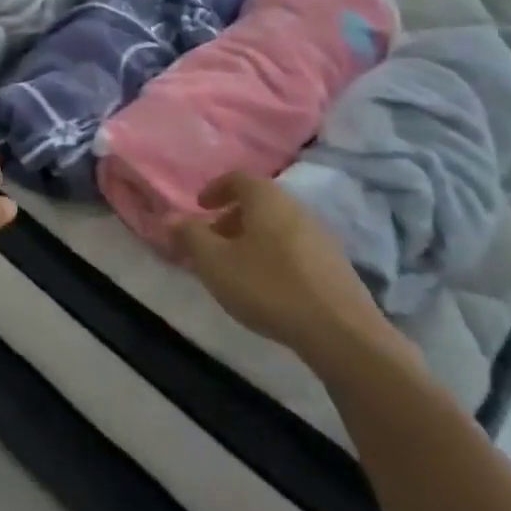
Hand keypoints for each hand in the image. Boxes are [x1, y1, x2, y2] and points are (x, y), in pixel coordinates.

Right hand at [176, 172, 404, 371]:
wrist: (341, 332)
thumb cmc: (268, 286)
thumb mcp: (215, 262)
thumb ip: (190, 236)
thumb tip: (170, 217)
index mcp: (266, 198)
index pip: (237, 178)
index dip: (215, 189)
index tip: (200, 207)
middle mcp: (295, 207)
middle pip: (259, 202)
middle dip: (232, 217)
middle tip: (213, 240)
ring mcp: (320, 235)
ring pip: (277, 225)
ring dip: (253, 237)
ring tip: (238, 266)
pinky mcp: (335, 264)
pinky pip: (295, 247)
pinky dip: (274, 254)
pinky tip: (269, 285)